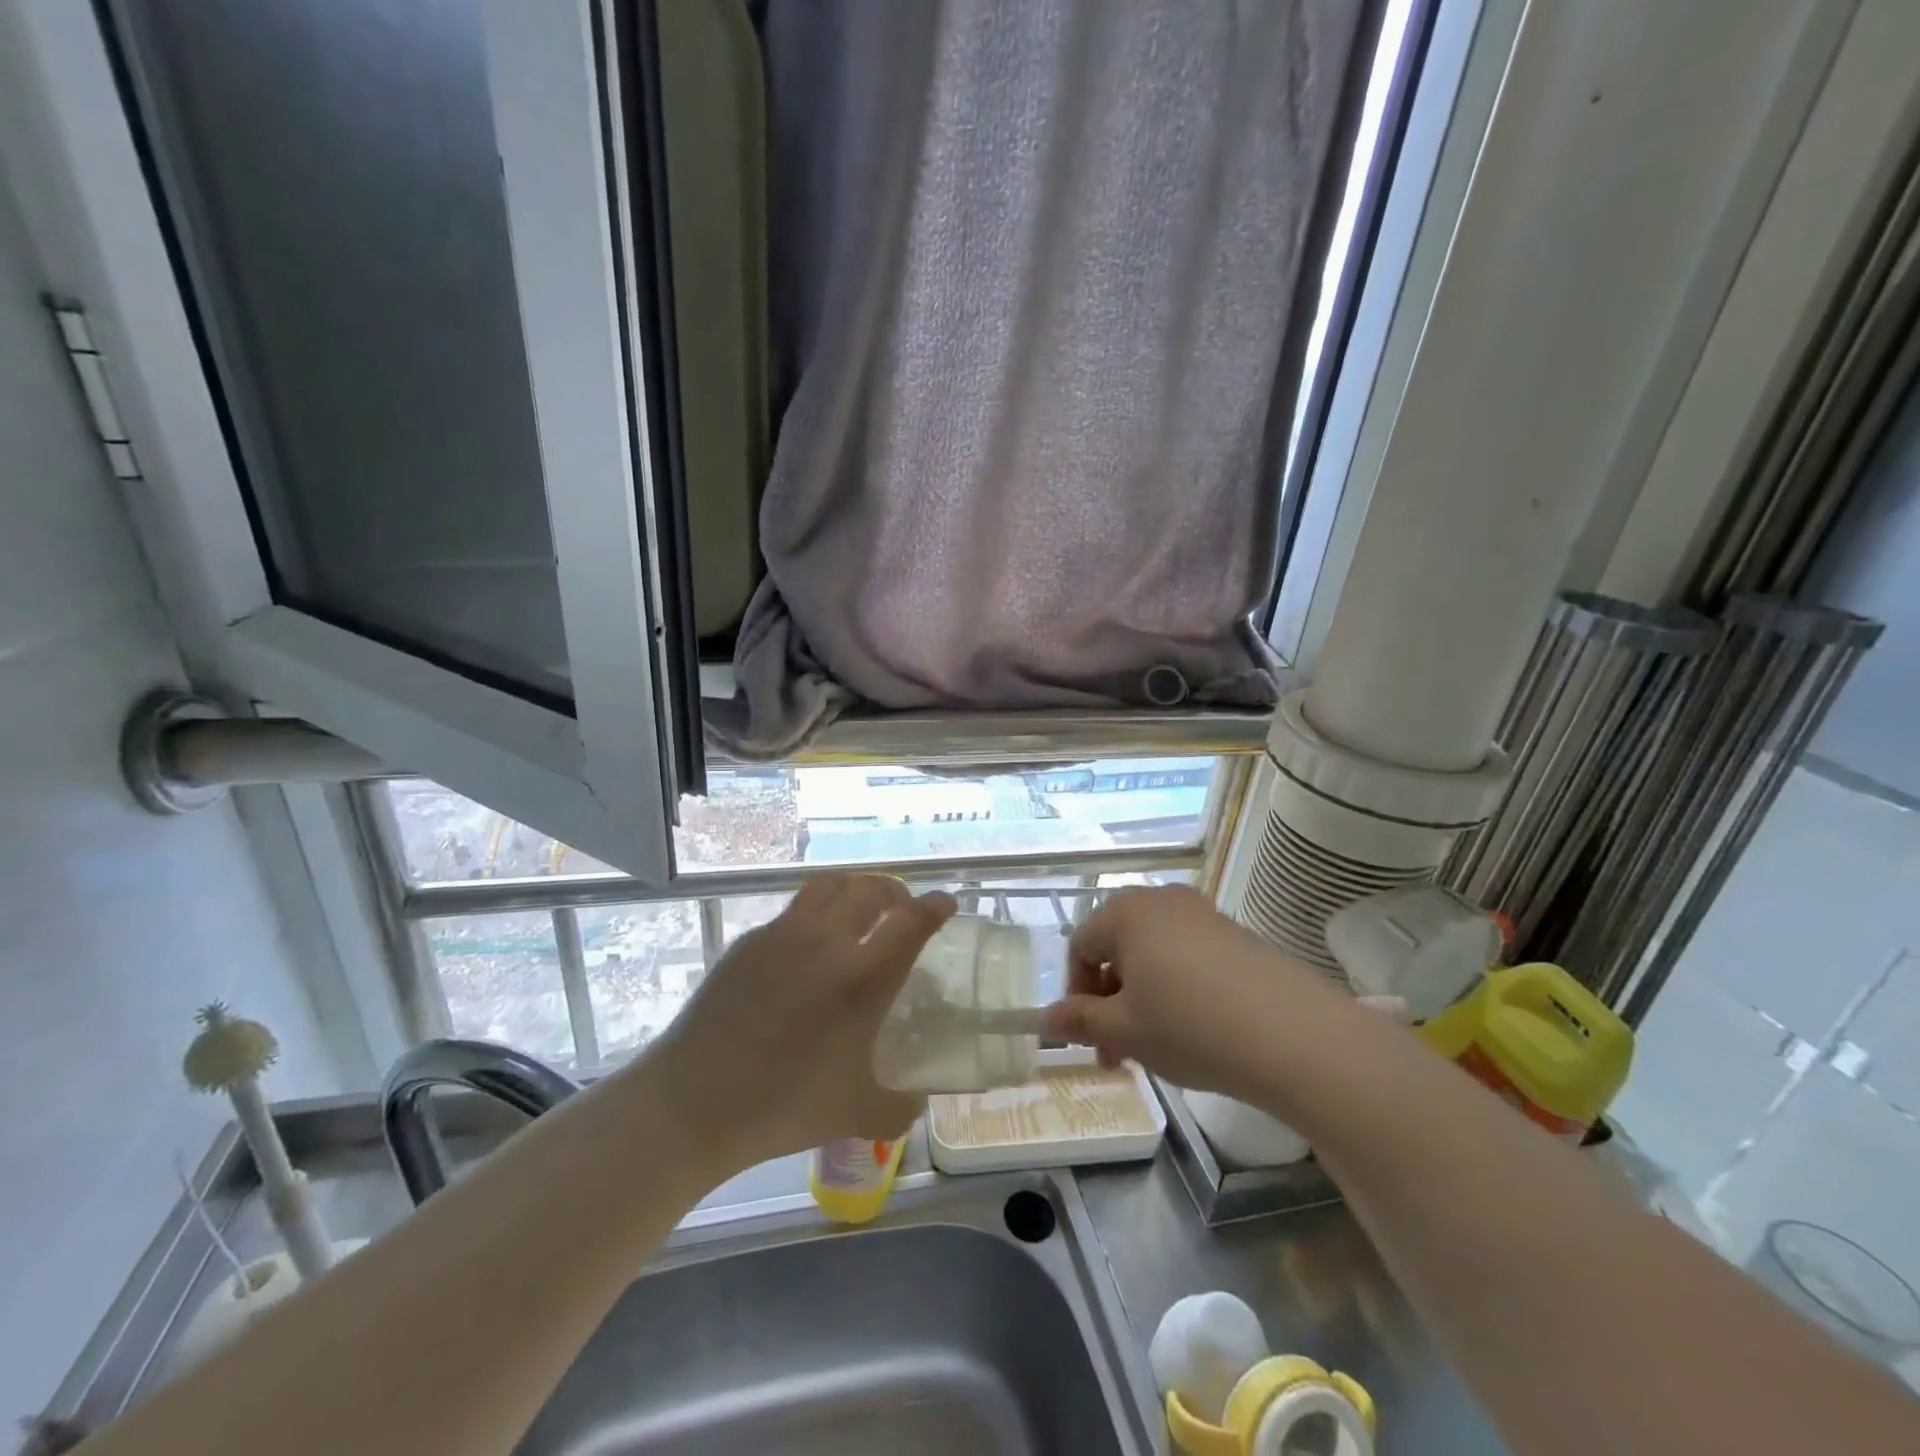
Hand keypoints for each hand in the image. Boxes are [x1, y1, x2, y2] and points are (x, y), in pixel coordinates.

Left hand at [644, 875, 955, 1174]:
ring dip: (855, 889)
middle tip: (903, 908)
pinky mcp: (750, 941)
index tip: (946, 903)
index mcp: (861, 980)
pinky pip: (794, 911)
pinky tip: (810, 945)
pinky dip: (817, 912)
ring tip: (861, 908)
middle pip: (870, 891)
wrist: (692, 1102)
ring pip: (829, 887)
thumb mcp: (854, 1115)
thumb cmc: (782, 1106)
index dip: (934, 908)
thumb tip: (919, 1101)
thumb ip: (898, 1107)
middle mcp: (825, 943)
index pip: (910, 923)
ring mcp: (783, 935)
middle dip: (895, 891)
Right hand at [1042, 884, 1343, 1101]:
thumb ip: (1080, 1020)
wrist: (1294, 1034)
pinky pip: (1188, 956)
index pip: (1080, 946)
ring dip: (1143, 997)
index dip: (1077, 994)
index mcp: (1125, 912)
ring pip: (1153, 954)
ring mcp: (1203, 913)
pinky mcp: (1236, 933)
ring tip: (1158, 1045)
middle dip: (1110, 1000)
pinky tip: (1197, 1028)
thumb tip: (1044, 1019)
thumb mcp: (1125, 1030)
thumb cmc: (1190, 1026)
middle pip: (1117, 947)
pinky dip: (1178, 987)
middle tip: (1119, 1051)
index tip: (1091, 1038)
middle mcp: (1161, 900)